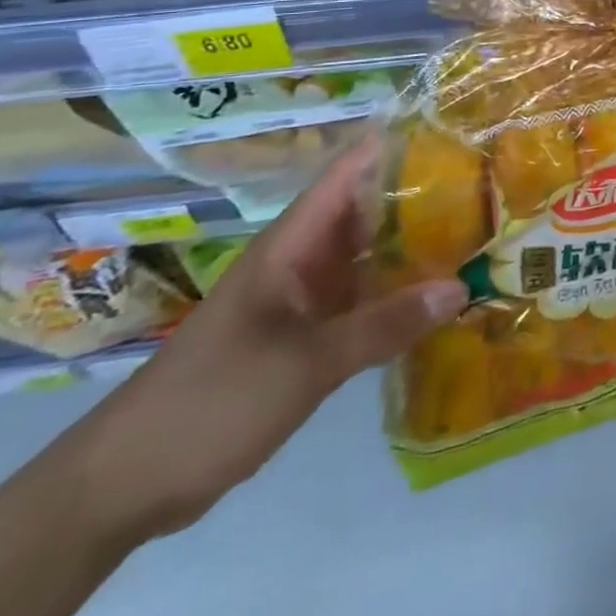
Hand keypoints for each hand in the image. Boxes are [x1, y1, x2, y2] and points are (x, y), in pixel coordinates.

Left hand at [69, 142, 465, 541]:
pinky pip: (364, 298)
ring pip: (371, 255)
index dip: (398, 144)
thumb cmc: (211, 401)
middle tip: (490, 185)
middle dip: (425, 195)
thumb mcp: (304, 364)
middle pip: (371, 210)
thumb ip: (383, 326)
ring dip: (417, 246)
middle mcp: (304, 258)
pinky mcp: (307, 333)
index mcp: (293, 244)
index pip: (351, 172)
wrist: (124, 484)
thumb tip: (461, 288)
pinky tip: (442, 297)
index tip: (456, 130)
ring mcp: (305, 296)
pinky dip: (400, 293)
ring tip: (483, 231)